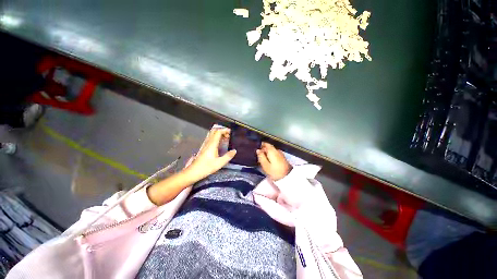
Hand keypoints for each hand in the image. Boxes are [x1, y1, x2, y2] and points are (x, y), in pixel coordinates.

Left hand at [184, 128, 236, 182]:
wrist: (193, 172)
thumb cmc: (206, 167)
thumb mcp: (219, 163)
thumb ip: (228, 156)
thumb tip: (234, 151)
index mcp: (212, 144)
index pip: (218, 132)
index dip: (224, 130)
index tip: (230, 132)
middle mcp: (208, 143)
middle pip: (214, 131)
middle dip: (222, 131)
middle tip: (228, 135)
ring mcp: (205, 145)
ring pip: (212, 135)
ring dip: (219, 134)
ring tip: (225, 138)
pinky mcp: (204, 148)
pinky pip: (211, 139)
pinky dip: (216, 138)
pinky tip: (220, 144)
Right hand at [257, 142, 291, 180]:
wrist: (287, 177)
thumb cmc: (275, 172)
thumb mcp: (265, 165)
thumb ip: (261, 156)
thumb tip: (258, 150)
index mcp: (272, 150)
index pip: (265, 143)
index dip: (260, 145)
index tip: (256, 149)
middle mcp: (277, 150)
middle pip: (269, 147)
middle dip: (263, 149)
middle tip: (258, 155)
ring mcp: (280, 153)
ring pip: (272, 150)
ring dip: (267, 153)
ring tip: (262, 158)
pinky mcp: (282, 158)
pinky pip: (274, 154)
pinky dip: (270, 155)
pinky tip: (268, 161)